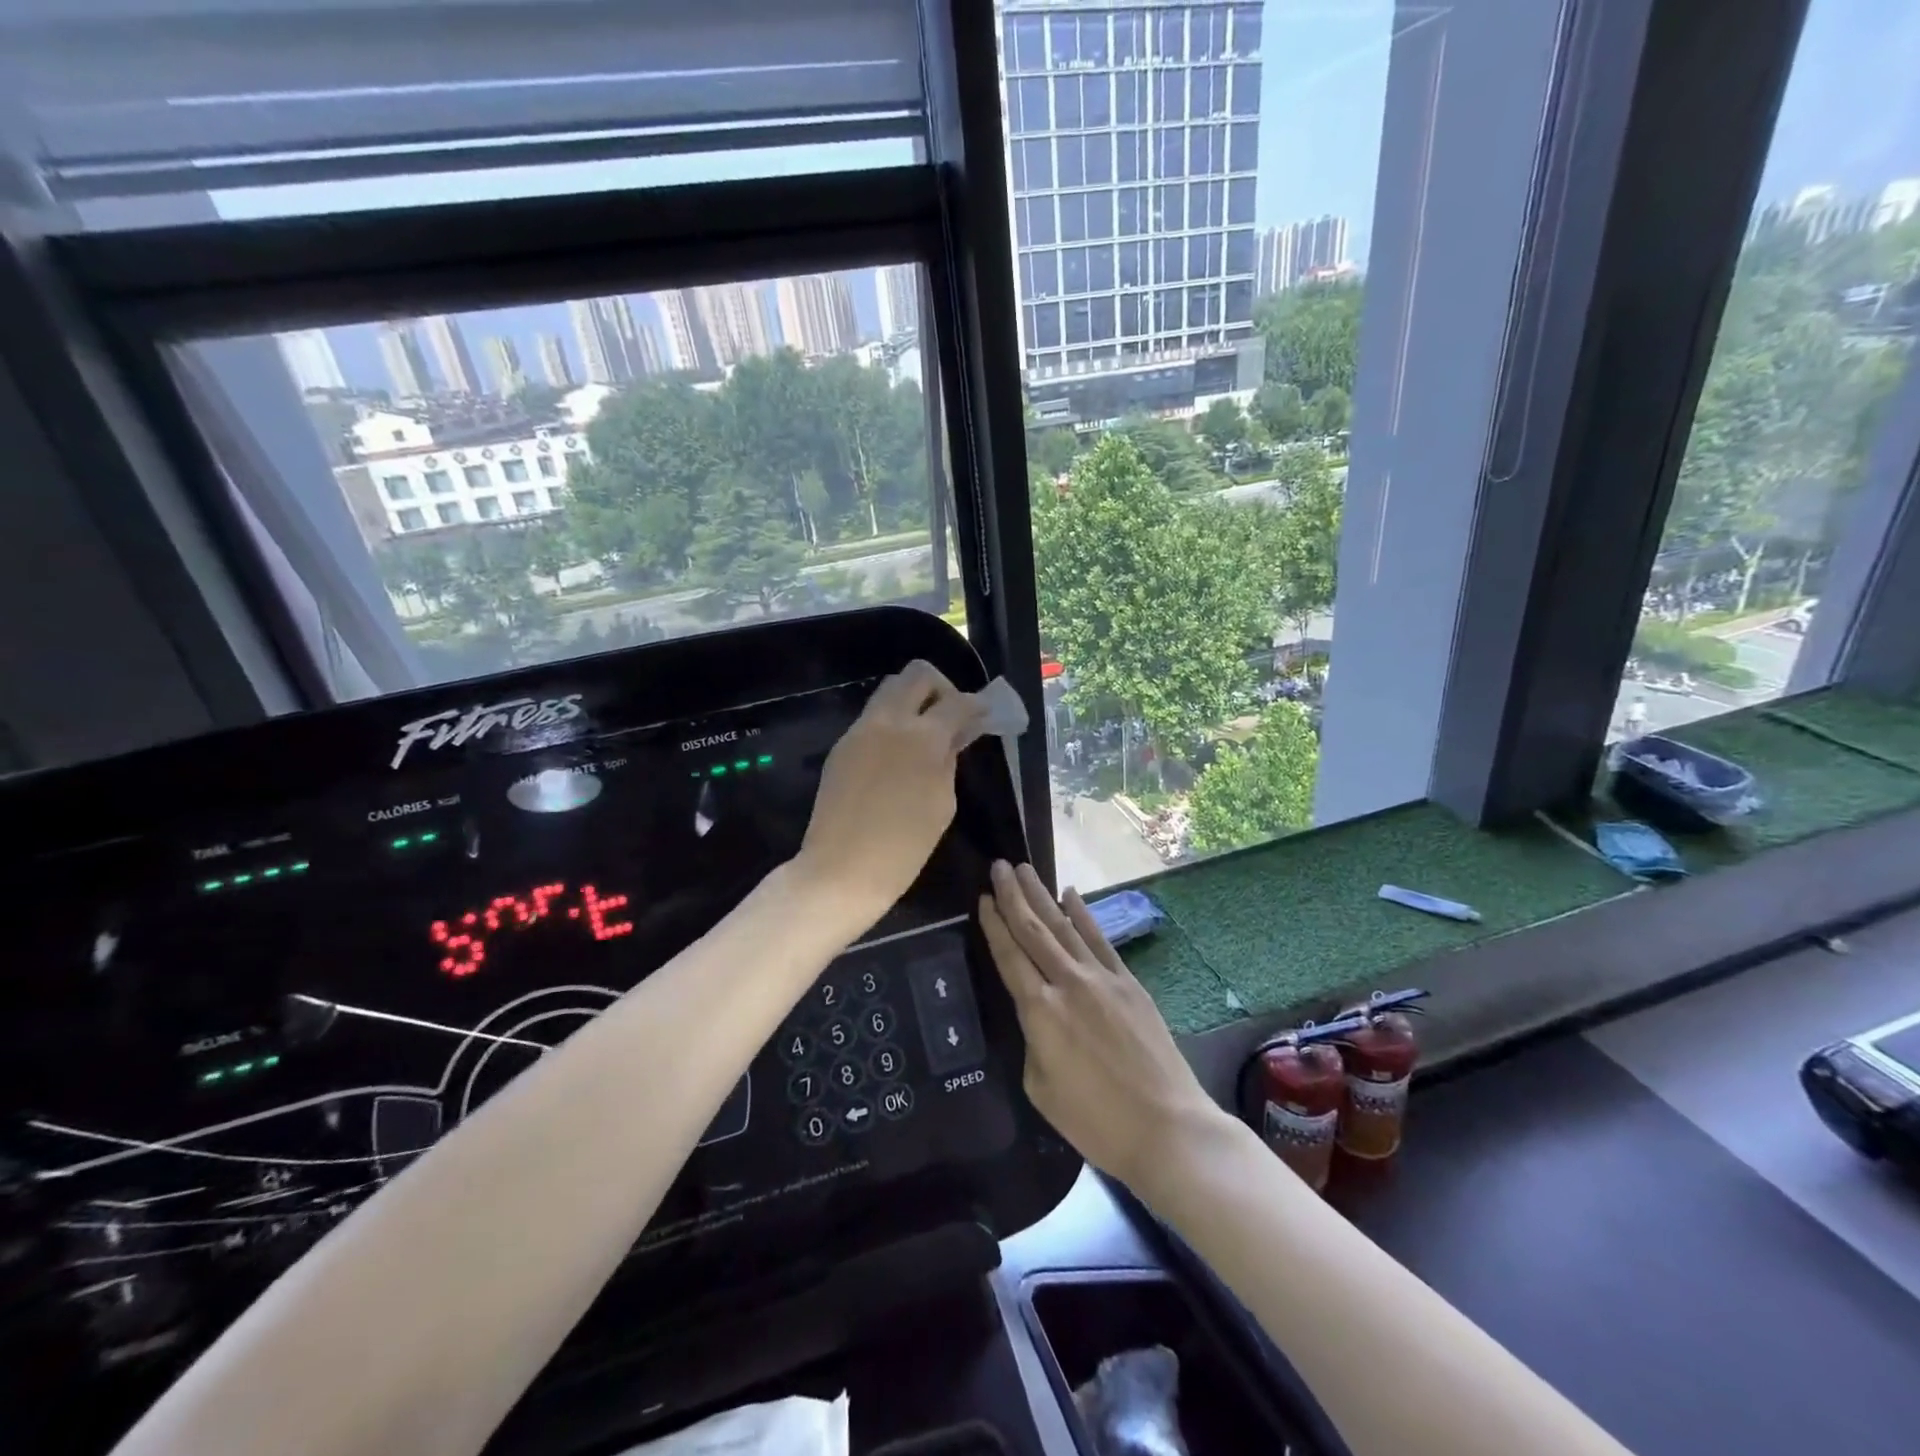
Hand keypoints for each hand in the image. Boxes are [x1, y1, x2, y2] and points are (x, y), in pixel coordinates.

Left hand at [795, 661, 987, 932]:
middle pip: (917, 674)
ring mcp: (860, 730)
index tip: (985, 715)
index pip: (957, 702)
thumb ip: (949, 761)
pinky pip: (872, 717)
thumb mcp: (942, 804)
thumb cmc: (903, 847)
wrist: (840, 870)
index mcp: (922, 737)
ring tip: (926, 734)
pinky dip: (892, 722)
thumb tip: (954, 736)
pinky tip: (900, 754)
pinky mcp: (842, 746)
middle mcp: (889, 721)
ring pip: (890, 690)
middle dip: (941, 687)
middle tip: (951, 716)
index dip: (977, 705)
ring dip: (913, 700)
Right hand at [979, 861, 1223, 1195]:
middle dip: (1013, 896)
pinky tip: (1070, 894)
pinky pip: (1099, 940)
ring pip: (1064, 926)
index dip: (994, 925)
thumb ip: (1032, 1041)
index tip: (982, 897)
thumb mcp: (1041, 1088)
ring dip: (1042, 895)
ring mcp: (1102, 978)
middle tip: (999, 866)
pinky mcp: (1128, 983)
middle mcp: (1068, 983)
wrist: (1166, 1127)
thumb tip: (1039, 1014)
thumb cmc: (1095, 1121)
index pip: (1010, 956)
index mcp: (1040, 1011)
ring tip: (1025, 869)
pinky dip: (1083, 914)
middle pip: (1034, 931)